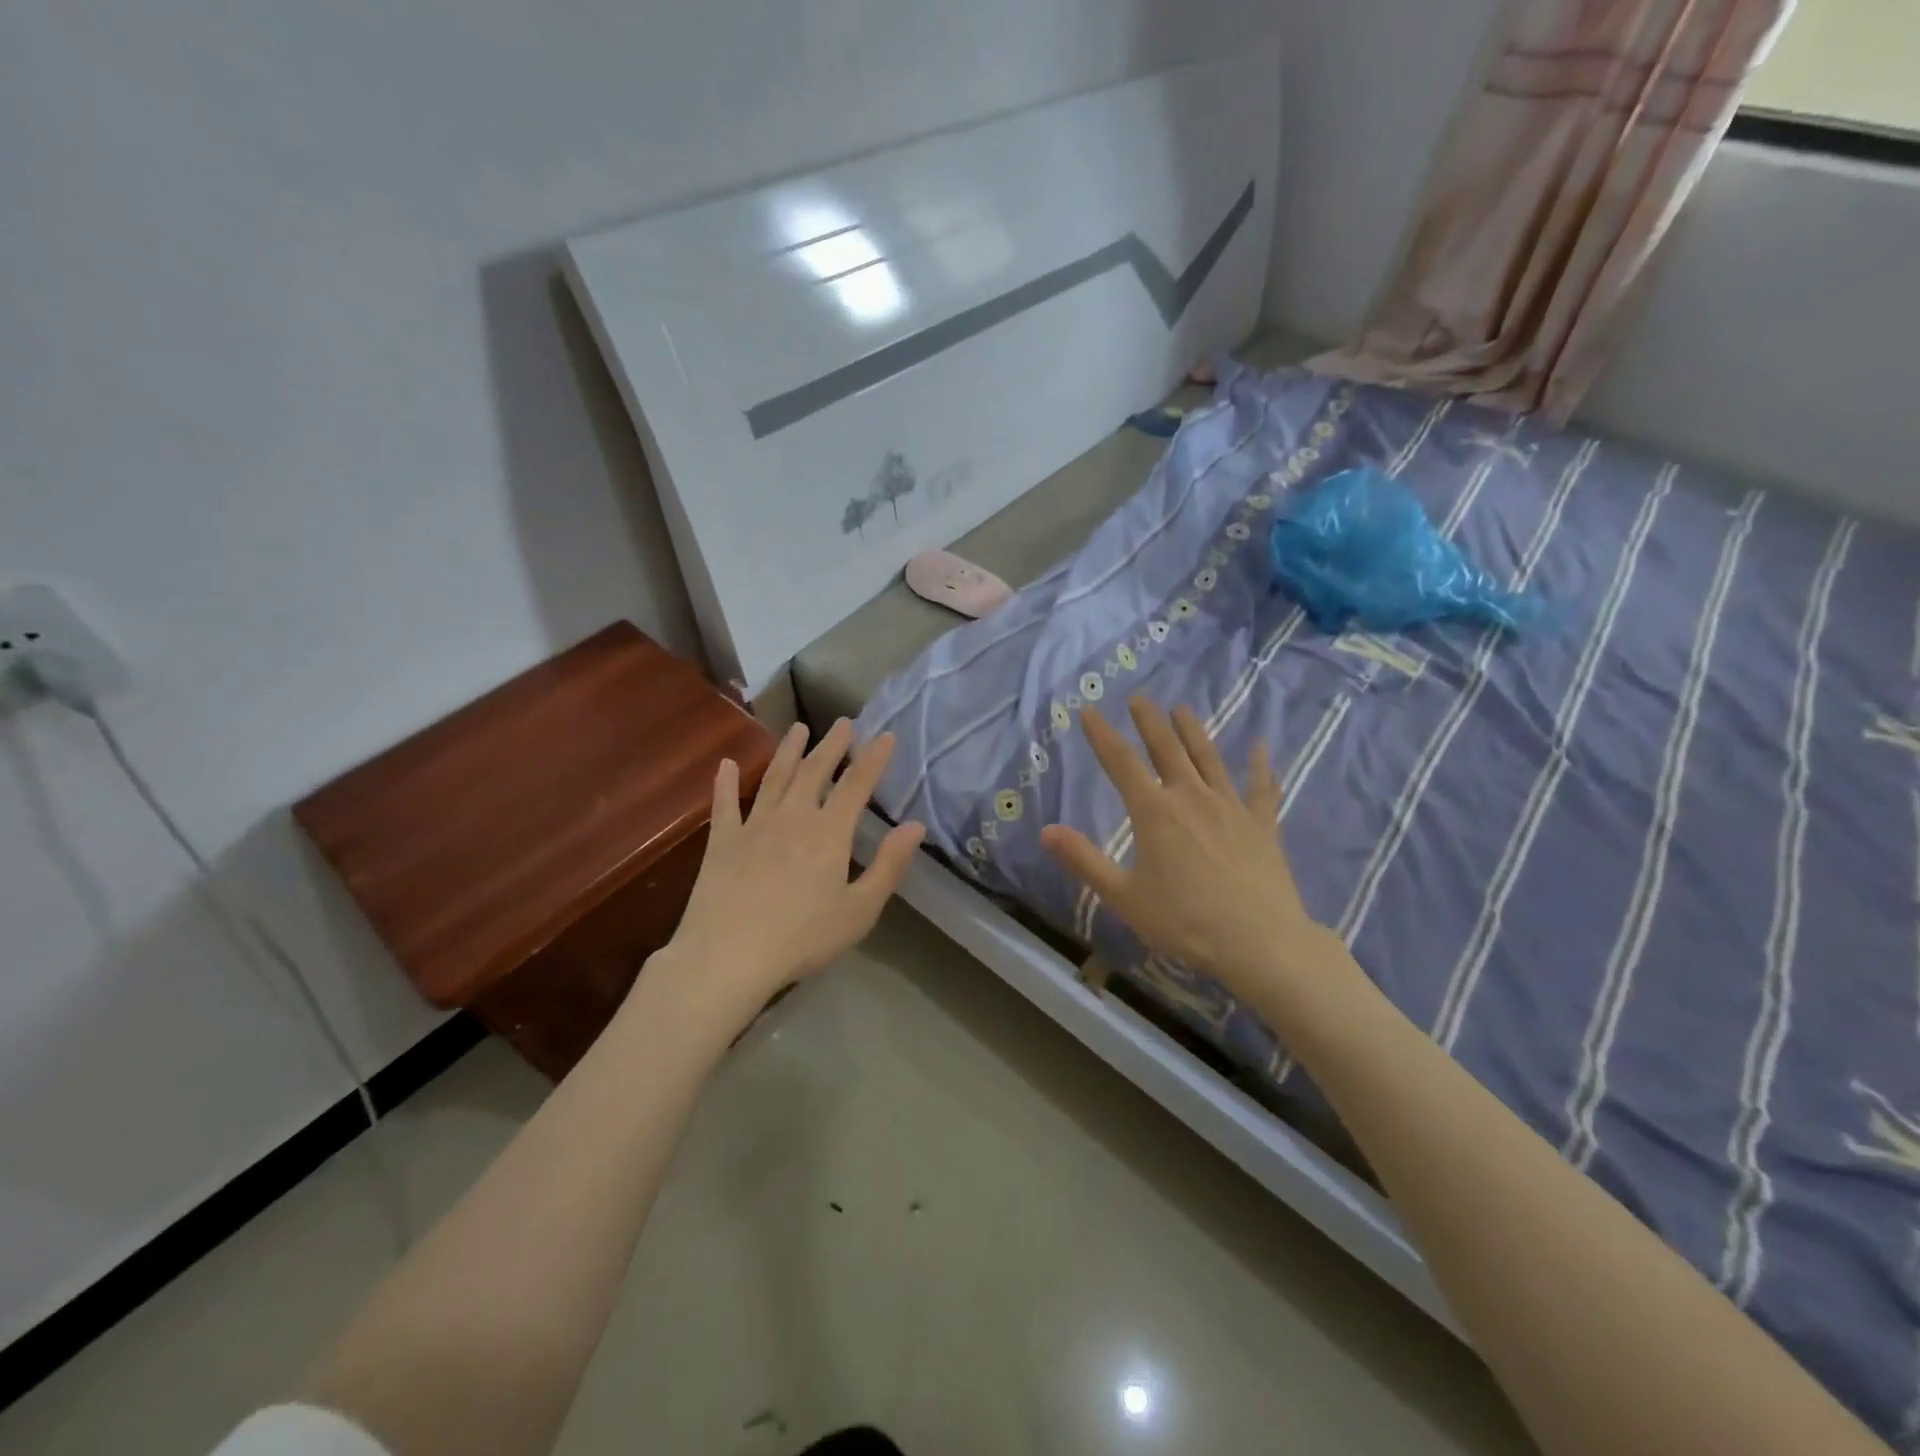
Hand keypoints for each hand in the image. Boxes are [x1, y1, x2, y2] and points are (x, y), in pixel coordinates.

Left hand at [654, 720, 924, 1026]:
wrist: (728, 955)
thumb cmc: (802, 938)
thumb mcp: (859, 910)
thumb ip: (889, 866)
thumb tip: (916, 826)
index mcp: (829, 833)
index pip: (857, 785)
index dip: (874, 758)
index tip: (886, 735)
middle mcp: (793, 817)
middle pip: (815, 771)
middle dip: (832, 745)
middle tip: (843, 722)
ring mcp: (754, 825)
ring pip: (775, 778)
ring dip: (789, 751)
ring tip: (798, 728)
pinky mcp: (722, 841)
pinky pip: (725, 804)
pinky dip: (726, 782)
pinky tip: (726, 764)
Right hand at [1039, 698, 1351, 1010]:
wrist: (1259, 942)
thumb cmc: (1184, 921)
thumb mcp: (1123, 896)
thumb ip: (1084, 860)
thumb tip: (1045, 831)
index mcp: (1154, 812)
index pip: (1120, 763)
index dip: (1101, 735)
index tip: (1089, 710)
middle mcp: (1191, 798)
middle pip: (1167, 750)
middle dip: (1149, 722)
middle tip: (1139, 698)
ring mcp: (1230, 807)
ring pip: (1208, 759)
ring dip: (1193, 732)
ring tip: (1183, 708)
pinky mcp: (1261, 825)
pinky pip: (1261, 788)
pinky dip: (1260, 766)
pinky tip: (1261, 747)